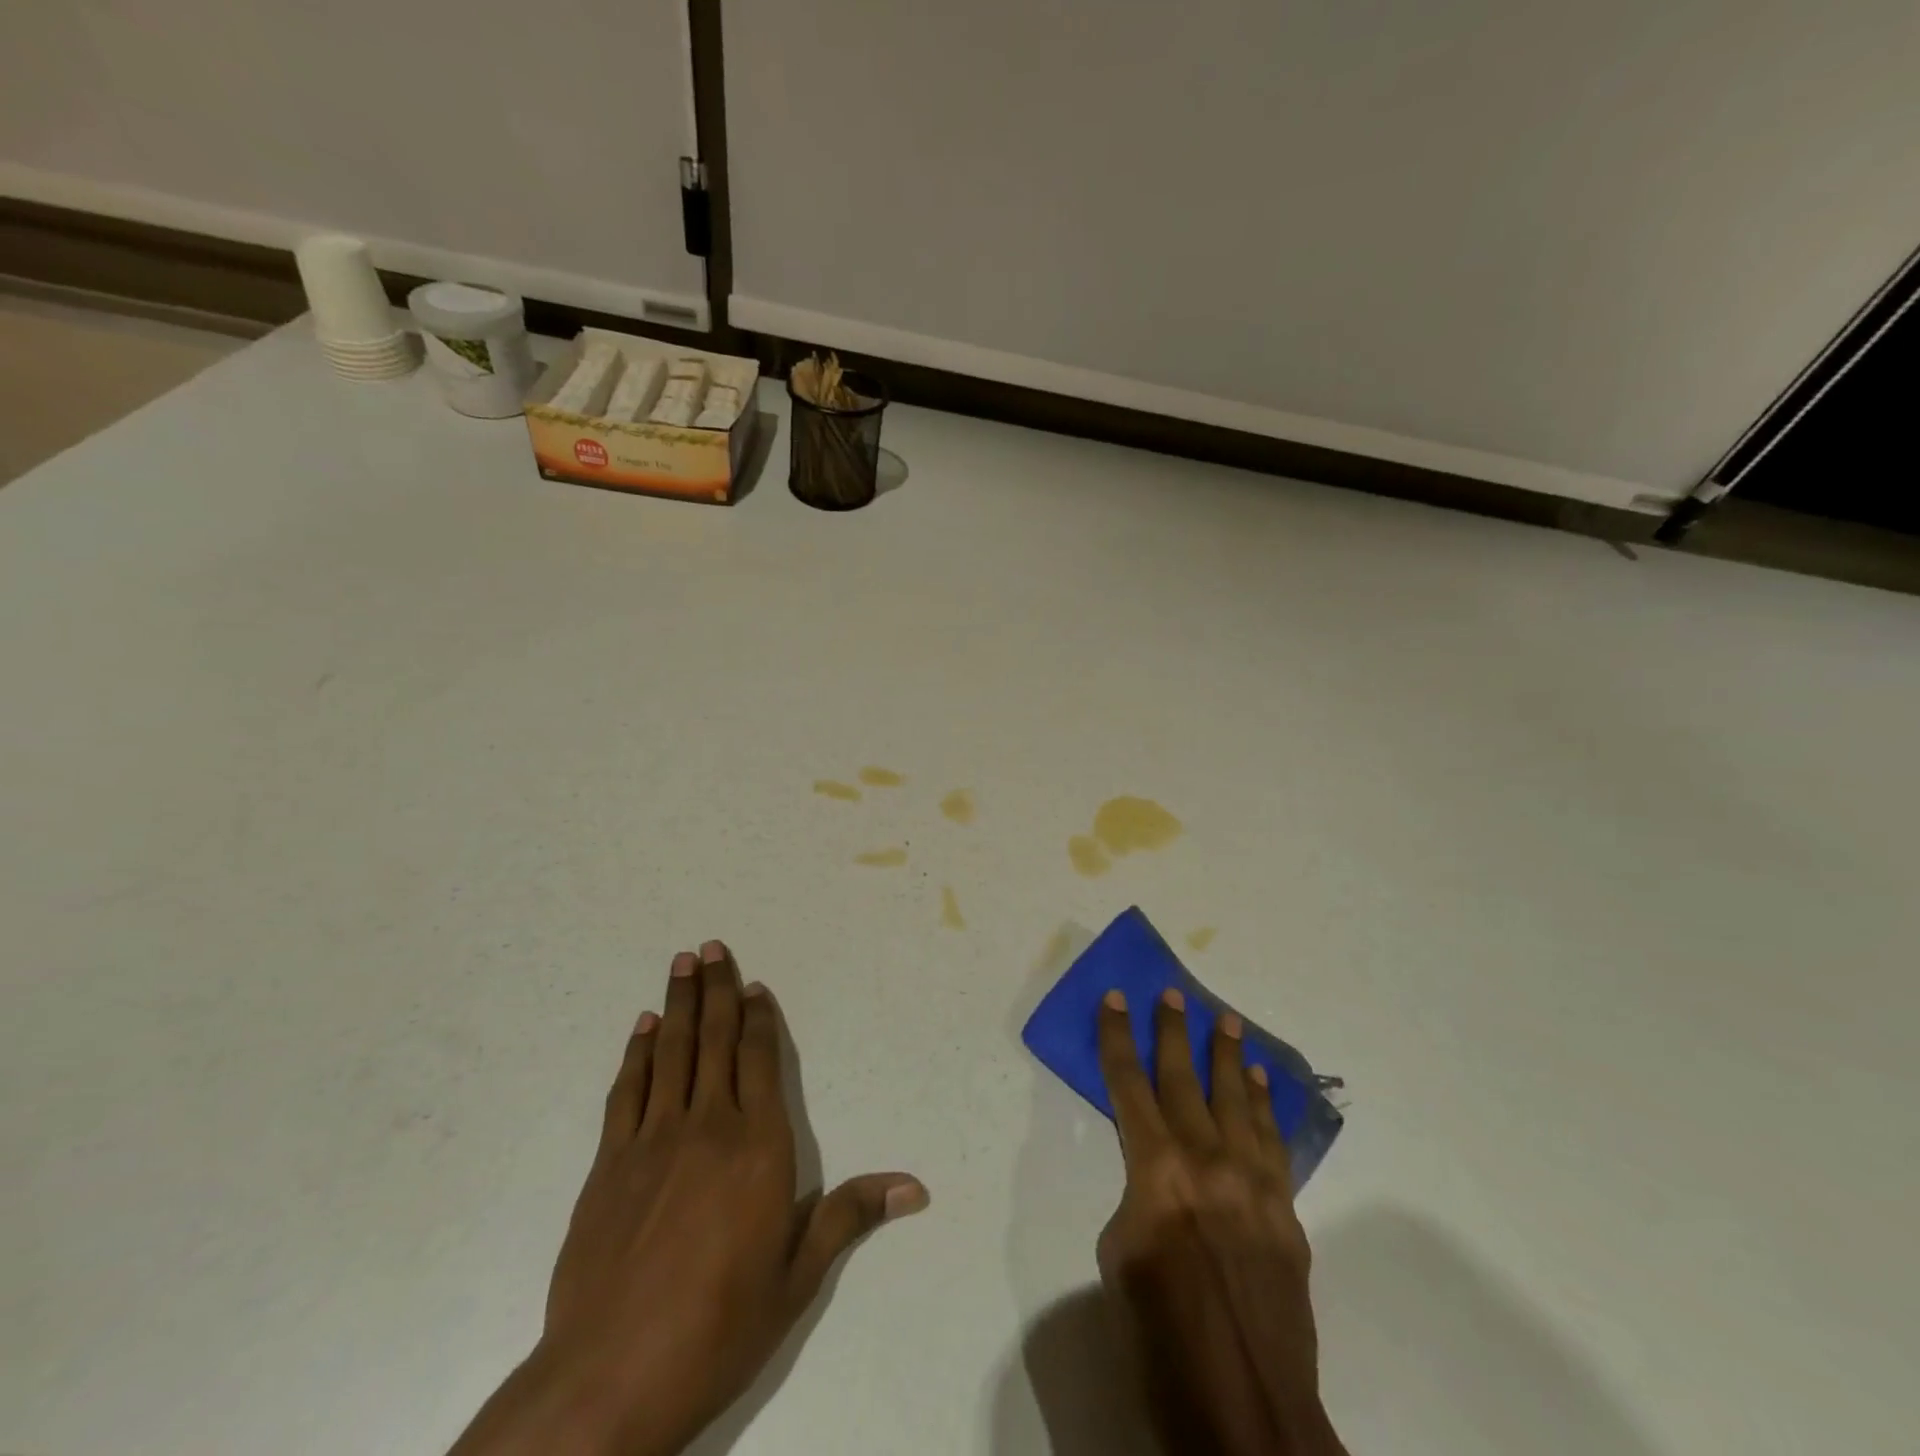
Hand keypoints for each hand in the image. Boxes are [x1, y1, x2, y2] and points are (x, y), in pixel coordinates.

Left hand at [449, 940, 928, 1455]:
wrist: (609, 1379)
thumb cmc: (718, 1327)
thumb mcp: (796, 1278)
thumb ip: (849, 1215)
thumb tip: (916, 1186)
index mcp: (758, 1147)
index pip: (760, 1061)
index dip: (758, 1019)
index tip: (754, 985)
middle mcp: (707, 1127)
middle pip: (713, 1041)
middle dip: (715, 990)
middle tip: (711, 947)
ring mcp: (652, 1141)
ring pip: (670, 1053)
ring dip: (676, 1005)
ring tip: (680, 964)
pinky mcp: (609, 1163)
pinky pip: (627, 1091)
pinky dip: (636, 1054)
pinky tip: (641, 1029)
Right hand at [1096, 988, 1345, 1455]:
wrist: (1247, 1412)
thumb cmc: (1161, 1339)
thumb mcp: (1119, 1259)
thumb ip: (1138, 1200)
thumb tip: (1159, 1185)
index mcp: (1156, 1173)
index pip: (1128, 1086)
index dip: (1119, 1038)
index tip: (1116, 997)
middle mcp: (1207, 1163)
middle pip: (1185, 1080)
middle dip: (1174, 1031)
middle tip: (1172, 993)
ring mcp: (1254, 1184)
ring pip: (1237, 1101)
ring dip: (1228, 1057)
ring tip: (1226, 1019)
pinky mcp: (1285, 1212)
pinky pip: (1274, 1142)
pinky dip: (1266, 1106)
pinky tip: (1261, 1082)